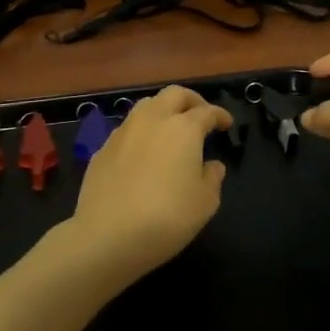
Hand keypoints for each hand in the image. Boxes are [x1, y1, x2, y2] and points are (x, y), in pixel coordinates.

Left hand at [64, 86, 231, 286]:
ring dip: (163, 111)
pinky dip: (141, 133)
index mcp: (183, 129)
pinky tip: (143, 153)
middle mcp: (152, 120)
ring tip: (170, 130)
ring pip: (147, 105)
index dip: (220, 115)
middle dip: (191, 101)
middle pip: (174, 94)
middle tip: (201, 115)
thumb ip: (212, 178)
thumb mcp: (205, 203)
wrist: (106, 236)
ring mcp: (123, 132)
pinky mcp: (102, 148)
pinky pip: (127, 130)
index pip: (207, 111)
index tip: (227, 124)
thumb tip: (212, 165)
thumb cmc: (166, 218)